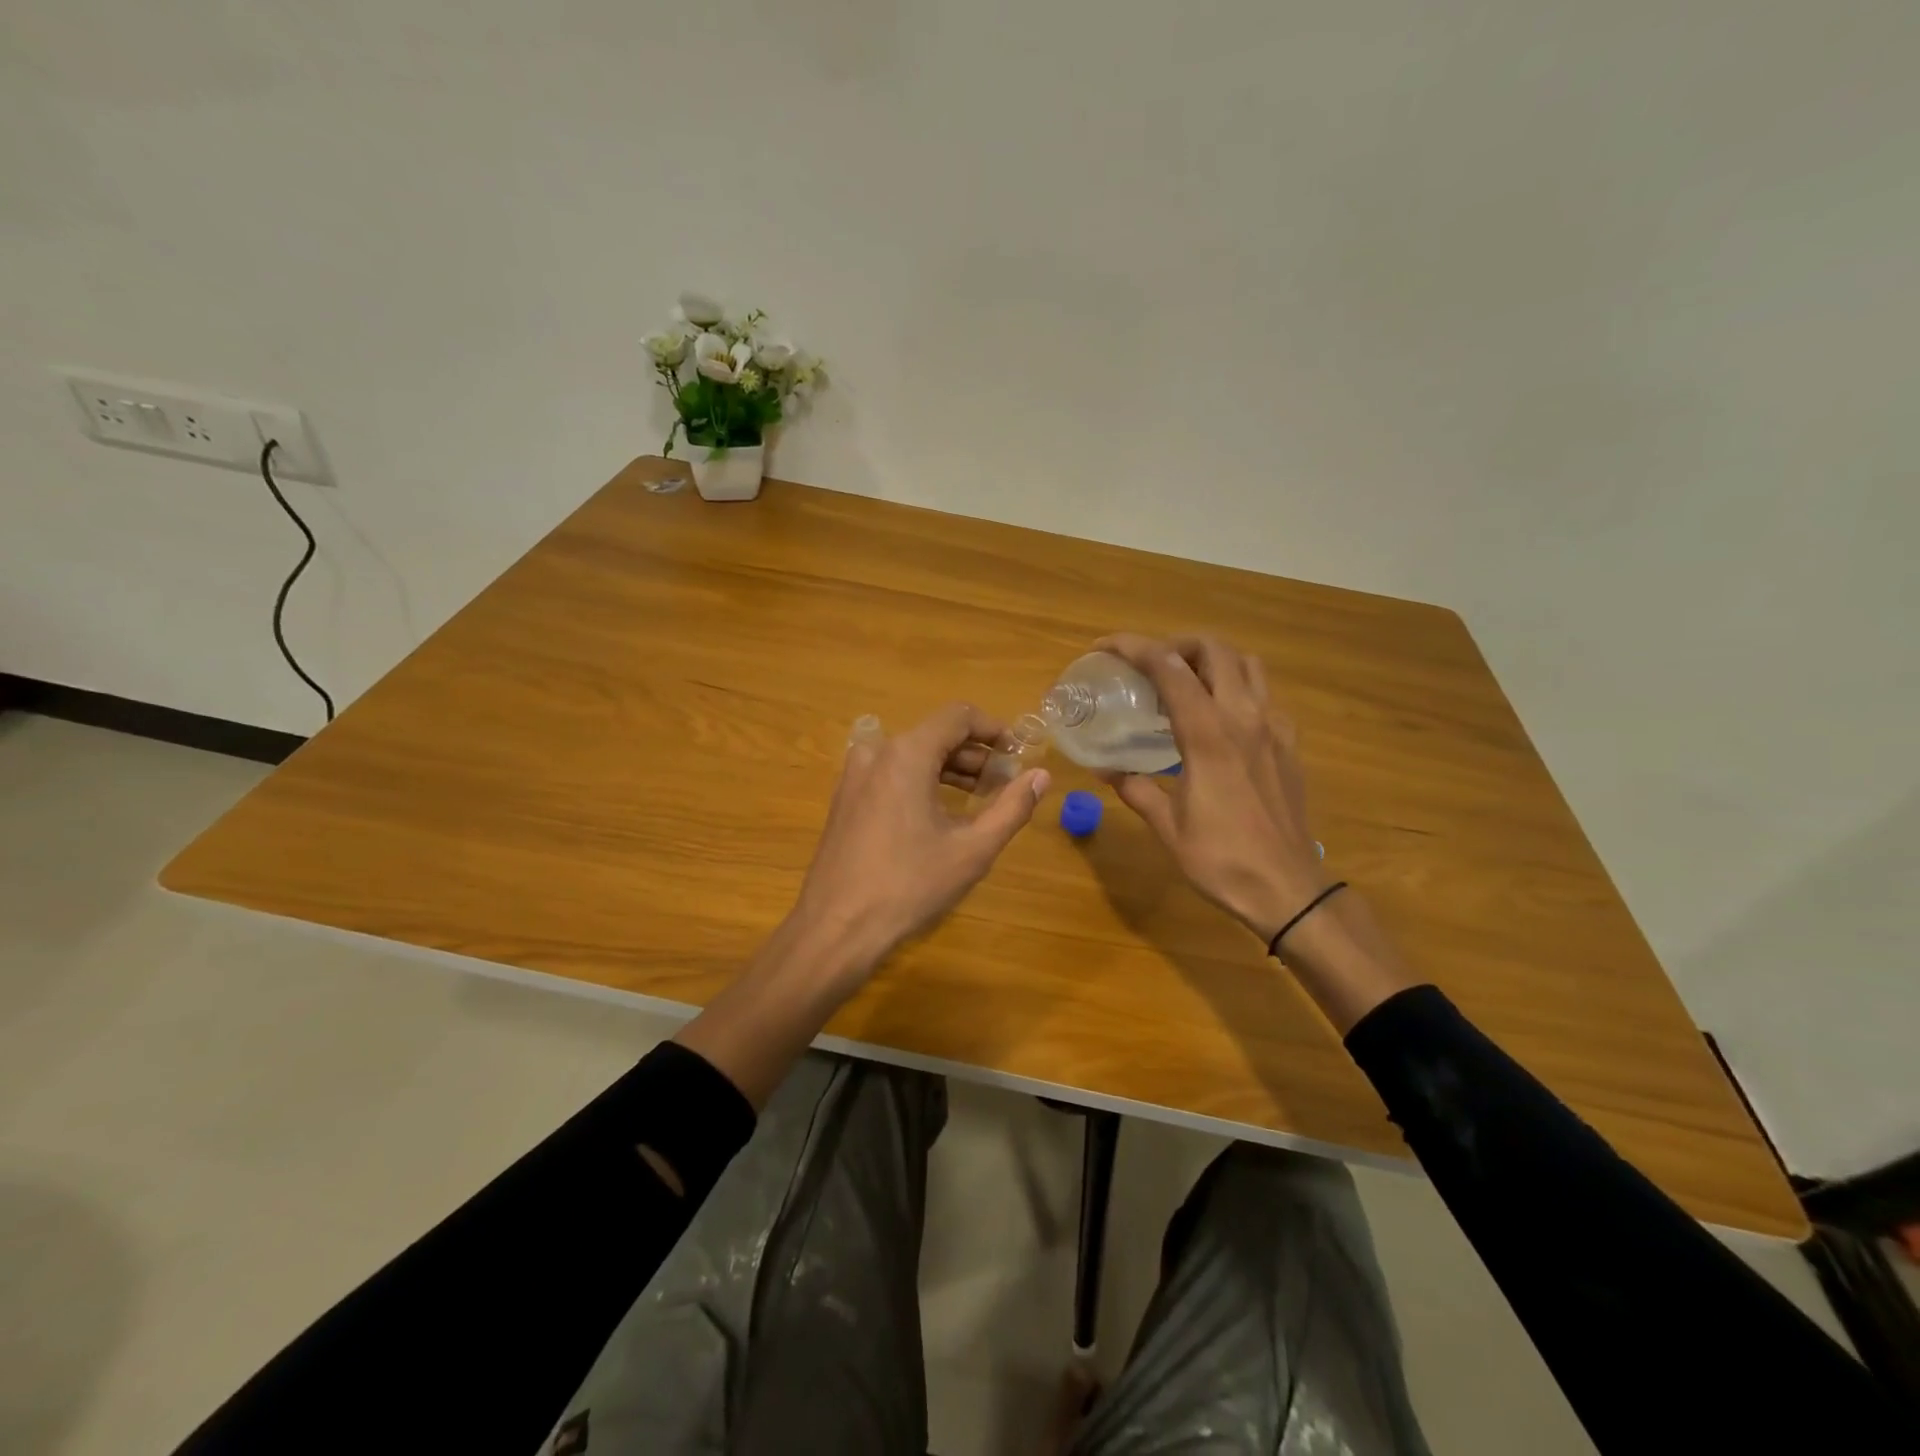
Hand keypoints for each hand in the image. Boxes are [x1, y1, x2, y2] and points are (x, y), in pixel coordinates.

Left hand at [790, 703, 1051, 988]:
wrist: (836, 927)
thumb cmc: (909, 885)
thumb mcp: (972, 849)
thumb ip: (1012, 807)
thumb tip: (1041, 776)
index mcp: (906, 753)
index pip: (959, 717)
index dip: (994, 729)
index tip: (1018, 755)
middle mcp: (876, 752)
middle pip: (936, 735)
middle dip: (975, 755)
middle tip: (1005, 784)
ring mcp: (855, 775)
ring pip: (913, 755)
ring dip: (950, 769)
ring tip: (981, 799)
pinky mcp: (846, 798)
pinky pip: (892, 773)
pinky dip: (922, 781)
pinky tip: (942, 813)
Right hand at [1098, 633, 1328, 943]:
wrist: (1287, 889)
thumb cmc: (1221, 859)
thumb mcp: (1168, 826)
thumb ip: (1136, 789)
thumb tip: (1106, 770)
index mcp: (1207, 734)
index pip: (1168, 667)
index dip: (1133, 647)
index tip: (1105, 647)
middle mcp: (1244, 718)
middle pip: (1214, 650)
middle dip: (1176, 644)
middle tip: (1149, 665)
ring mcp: (1273, 728)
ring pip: (1248, 664)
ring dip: (1213, 660)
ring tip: (1186, 681)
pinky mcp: (1289, 745)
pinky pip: (1266, 697)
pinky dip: (1239, 689)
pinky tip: (1222, 719)